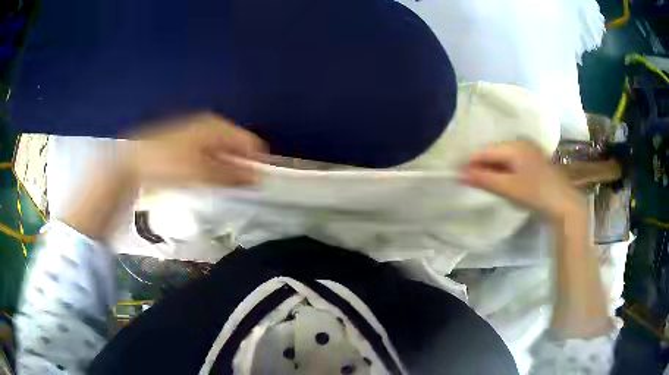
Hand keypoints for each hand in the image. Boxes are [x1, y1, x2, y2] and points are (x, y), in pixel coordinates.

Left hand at [125, 113, 266, 186]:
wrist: (135, 163)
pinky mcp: (189, 144)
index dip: (257, 163)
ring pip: (224, 152)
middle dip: (241, 167)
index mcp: (218, 127)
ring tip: (224, 188)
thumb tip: (257, 179)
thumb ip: (231, 175)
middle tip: (241, 189)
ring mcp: (199, 133)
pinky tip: (208, 181)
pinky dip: (214, 168)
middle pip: (238, 146)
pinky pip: (211, 155)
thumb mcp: (202, 172)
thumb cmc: (169, 164)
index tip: (258, 185)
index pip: (250, 143)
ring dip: (228, 169)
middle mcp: (211, 126)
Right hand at [462, 141, 585, 220]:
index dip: (471, 163)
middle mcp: (521, 143)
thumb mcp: (509, 187)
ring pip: (503, 158)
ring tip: (485, 185)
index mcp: (514, 145)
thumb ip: (484, 179)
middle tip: (471, 183)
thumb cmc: (536, 193)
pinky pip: (512, 163)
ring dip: (493, 170)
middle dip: (482, 167)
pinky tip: (502, 183)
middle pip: (494, 153)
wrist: (564, 204)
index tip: (458, 177)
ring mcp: (529, 151)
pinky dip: (504, 172)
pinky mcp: (534, 161)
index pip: (485, 151)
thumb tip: (459, 174)